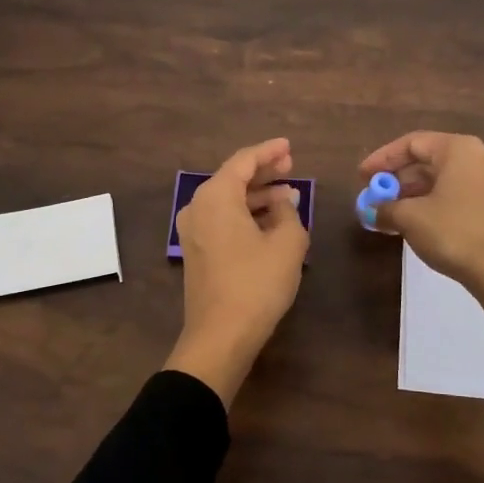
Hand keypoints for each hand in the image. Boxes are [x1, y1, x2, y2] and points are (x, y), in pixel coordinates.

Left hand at [164, 138, 309, 404]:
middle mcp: (197, 207)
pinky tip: (269, 221)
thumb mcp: (287, 243)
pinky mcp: (196, 252)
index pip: (243, 161)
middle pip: (232, 178)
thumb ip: (289, 212)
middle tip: (291, 167)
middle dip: (263, 172)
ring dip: (256, 196)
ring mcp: (192, 231)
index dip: (269, 152)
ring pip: (227, 201)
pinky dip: (245, 214)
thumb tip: (284, 201)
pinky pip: (222, 220)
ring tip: (287, 195)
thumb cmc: (257, 283)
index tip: (290, 147)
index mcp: (216, 196)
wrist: (221, 335)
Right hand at [359, 131, 483, 295]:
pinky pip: (456, 195)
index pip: (412, 143)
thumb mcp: (410, 218)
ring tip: (389, 214)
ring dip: (413, 194)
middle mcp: (479, 158)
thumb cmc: (455, 232)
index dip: (382, 158)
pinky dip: (432, 204)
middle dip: (397, 179)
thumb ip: (386, 208)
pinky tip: (415, 224)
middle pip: (428, 160)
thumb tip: (373, 210)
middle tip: (374, 197)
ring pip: (442, 180)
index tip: (361, 177)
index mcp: (458, 149)